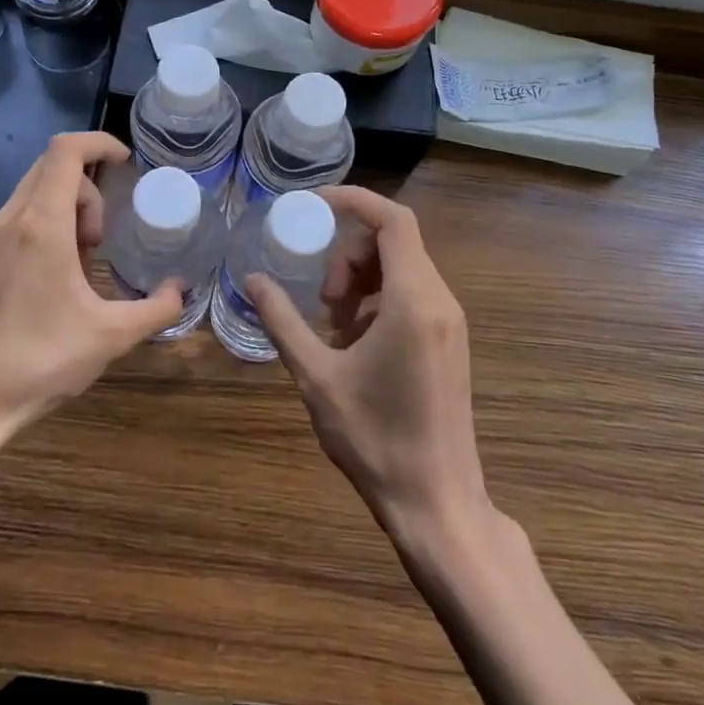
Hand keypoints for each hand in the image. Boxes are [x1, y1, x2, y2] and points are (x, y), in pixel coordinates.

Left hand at [0, 132, 183, 447]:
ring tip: (83, 262)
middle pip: (52, 167)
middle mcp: (10, 220)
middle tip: (104, 236)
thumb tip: (181, 290)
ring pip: (33, 193)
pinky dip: (46, 227)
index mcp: (41, 224)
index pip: (66, 150)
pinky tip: (55, 280)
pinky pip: (18, 220)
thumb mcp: (110, 337)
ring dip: (67, 210)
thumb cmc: (35, 363)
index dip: (100, 143)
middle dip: (89, 187)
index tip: (127, 163)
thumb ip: (156, 309)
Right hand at [247, 186, 488, 537]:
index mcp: (414, 301)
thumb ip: (282, 321)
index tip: (313, 206)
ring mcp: (451, 323)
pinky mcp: (450, 342)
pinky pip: (413, 295)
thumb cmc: (375, 439)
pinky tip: (355, 345)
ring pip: (403, 268)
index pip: (392, 220)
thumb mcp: (316, 377)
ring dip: (362, 279)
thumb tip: (252, 280)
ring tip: (333, 326)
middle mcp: (441, 301)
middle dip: (349, 256)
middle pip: (394, 242)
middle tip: (322, 299)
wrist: (437, 504)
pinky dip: (379, 300)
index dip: (353, 201)